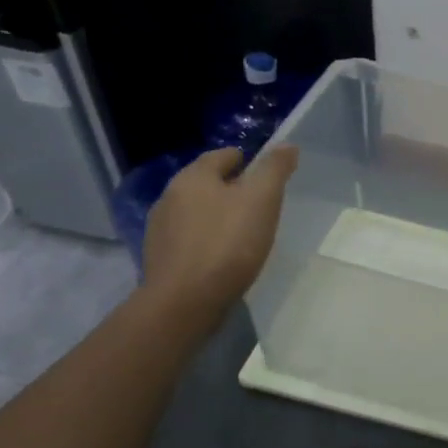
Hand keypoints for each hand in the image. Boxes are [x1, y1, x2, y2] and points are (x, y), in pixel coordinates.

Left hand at [140, 145, 297, 328]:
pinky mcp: (160, 257)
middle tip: (261, 208)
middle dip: (233, 190)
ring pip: (197, 211)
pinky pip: (190, 238)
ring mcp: (160, 228)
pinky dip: (207, 240)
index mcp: (193, 176)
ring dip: (218, 216)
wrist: (185, 302)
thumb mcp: (262, 200)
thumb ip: (274, 169)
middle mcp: (170, 195)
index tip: (268, 180)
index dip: (249, 162)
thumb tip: (287, 145)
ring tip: (244, 235)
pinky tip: (223, 257)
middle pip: (208, 183)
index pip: (224, 155)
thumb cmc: (228, 244)